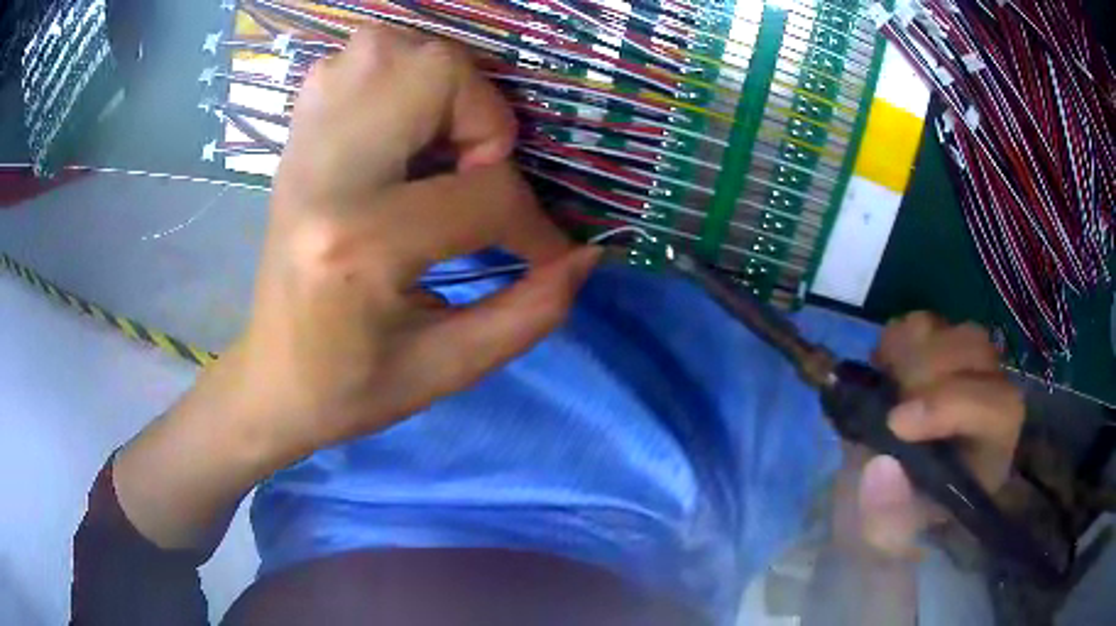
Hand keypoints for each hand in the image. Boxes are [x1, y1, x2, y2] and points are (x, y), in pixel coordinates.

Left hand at [112, 27, 597, 549]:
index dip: (533, 225)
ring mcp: (302, 147)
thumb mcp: (447, 369)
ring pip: (386, 49)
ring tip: (439, 144)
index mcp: (358, 245)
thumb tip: (586, 256)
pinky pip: (350, 62)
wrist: (271, 381)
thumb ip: (531, 313)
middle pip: (429, 72)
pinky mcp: (293, 140)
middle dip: (481, 115)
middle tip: (477, 170)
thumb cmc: (351, 389)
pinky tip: (397, 129)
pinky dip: (391, 76)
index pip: (482, 193)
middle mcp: (325, 175)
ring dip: (436, 85)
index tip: (544, 255)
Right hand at [835, 312, 1023, 558]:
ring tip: (883, 384)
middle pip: (978, 353)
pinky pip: (926, 323)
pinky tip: (882, 369)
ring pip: (953, 330)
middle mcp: (990, 399)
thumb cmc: (896, 524)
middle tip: (885, 402)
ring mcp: (967, 370)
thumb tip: (882, 468)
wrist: (889, 499)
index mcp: (993, 450)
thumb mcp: (886, 539)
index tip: (896, 423)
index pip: (998, 407)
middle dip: (927, 371)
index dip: (953, 404)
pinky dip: (898, 337)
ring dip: (912, 350)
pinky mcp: (940, 353)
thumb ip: (887, 516)